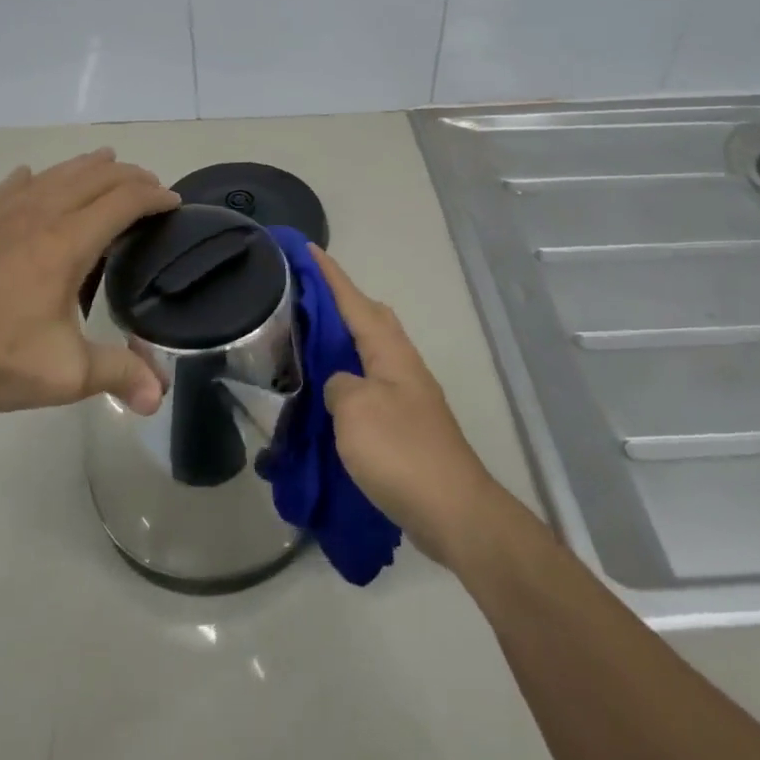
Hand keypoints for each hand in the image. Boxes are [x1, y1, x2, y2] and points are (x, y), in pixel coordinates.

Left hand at [0, 149, 178, 419]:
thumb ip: (117, 375)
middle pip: (94, 178)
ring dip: (87, 165)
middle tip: (151, 185)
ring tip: (106, 160)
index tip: (174, 202)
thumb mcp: (64, 373)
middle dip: (129, 175)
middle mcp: (41, 216)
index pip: (123, 201)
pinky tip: (31, 176)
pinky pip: (11, 187)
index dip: (154, 197)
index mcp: (68, 243)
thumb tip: (158, 397)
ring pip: (55, 174)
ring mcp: (4, 215)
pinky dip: (33, 177)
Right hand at [311, 247, 504, 565]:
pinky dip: (349, 379)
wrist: (452, 511)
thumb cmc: (400, 450)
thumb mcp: (354, 409)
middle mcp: (402, 366)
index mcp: (389, 352)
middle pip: (372, 319)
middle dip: (342, 302)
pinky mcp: (407, 426)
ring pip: (372, 353)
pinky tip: (330, 396)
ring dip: (344, 342)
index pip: (355, 301)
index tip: (308, 249)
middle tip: (307, 298)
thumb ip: (338, 384)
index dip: (330, 275)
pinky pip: (371, 385)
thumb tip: (340, 385)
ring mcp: (408, 396)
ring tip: (310, 343)